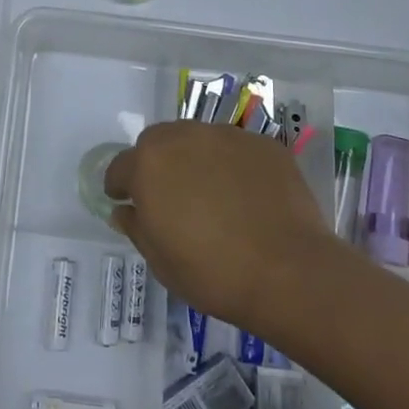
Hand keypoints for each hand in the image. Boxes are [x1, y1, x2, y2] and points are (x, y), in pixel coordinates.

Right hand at [105, 121, 333, 331]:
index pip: (120, 166)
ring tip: (213, 195)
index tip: (126, 203)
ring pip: (199, 141)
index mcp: (149, 164)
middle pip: (158, 143)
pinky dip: (233, 167)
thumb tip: (125, 210)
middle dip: (157, 165)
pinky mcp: (263, 144)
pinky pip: (237, 151)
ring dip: (195, 160)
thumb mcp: (160, 260)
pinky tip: (247, 197)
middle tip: (171, 198)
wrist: (289, 272)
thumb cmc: (212, 272)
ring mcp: (227, 136)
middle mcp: (184, 137)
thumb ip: (136, 227)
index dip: (120, 187)